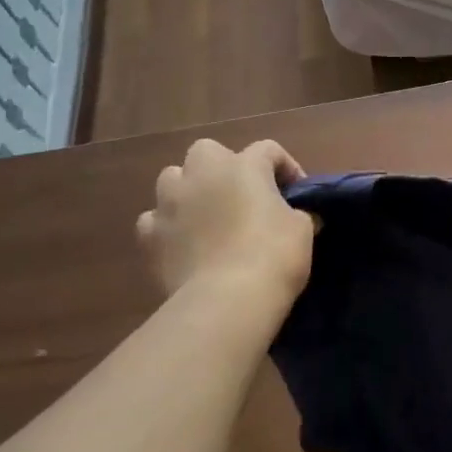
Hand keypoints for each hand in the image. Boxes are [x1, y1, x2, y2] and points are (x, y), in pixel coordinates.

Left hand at [137, 139, 314, 309]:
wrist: (225, 301)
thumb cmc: (272, 256)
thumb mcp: (302, 230)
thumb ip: (299, 214)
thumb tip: (299, 215)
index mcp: (244, 165)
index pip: (268, 149)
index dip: (285, 167)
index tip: (297, 193)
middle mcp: (202, 173)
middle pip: (208, 151)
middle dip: (223, 167)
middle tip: (242, 195)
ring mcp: (169, 202)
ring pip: (172, 178)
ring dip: (189, 190)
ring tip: (206, 215)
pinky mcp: (149, 235)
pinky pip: (154, 220)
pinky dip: (167, 226)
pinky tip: (182, 243)